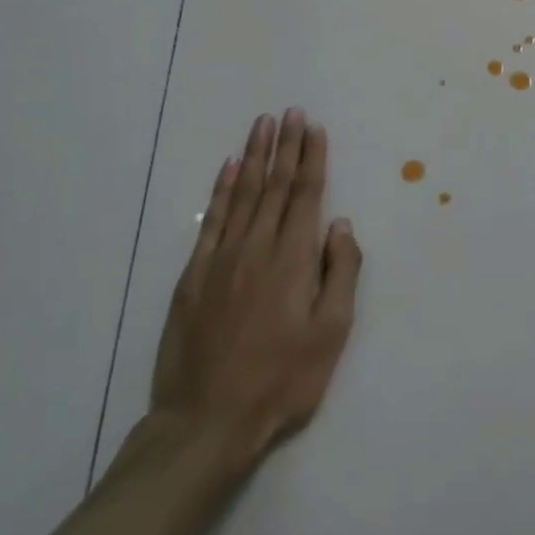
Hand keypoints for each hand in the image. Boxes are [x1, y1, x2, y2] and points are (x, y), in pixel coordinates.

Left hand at [147, 110, 361, 468]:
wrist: (206, 422)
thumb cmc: (282, 380)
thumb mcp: (330, 334)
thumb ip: (340, 273)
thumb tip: (340, 225)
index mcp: (293, 259)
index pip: (306, 195)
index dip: (312, 158)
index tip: (314, 127)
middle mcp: (257, 247)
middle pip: (275, 186)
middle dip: (286, 146)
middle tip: (291, 112)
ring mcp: (221, 259)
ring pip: (243, 194)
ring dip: (255, 156)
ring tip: (262, 124)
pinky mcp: (194, 276)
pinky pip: (212, 221)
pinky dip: (222, 190)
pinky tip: (229, 168)